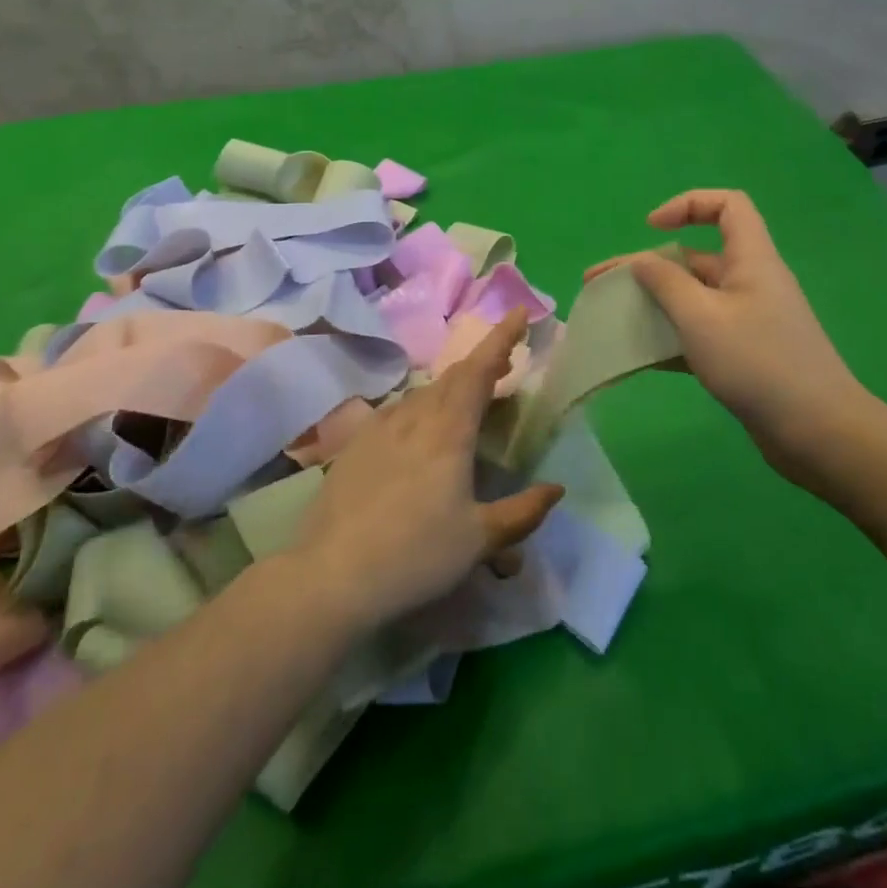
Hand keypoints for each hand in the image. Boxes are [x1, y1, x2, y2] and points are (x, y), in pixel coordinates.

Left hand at [294, 309, 563, 633]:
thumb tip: (556, 490)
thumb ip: (522, 513)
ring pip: (424, 395)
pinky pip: (398, 413)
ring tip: (468, 402)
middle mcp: (414, 417)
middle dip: (482, 364)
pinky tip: (419, 433)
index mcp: (449, 431)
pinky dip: (421, 410)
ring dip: (452, 389)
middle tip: (504, 365)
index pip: (479, 370)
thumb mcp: (479, 540)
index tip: (519, 311)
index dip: (501, 338)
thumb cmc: (415, 555)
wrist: (331, 576)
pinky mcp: (355, 446)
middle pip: (453, 377)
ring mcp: (380, 428)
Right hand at [590, 190, 874, 487]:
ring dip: (653, 304)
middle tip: (598, 283)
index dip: (688, 204)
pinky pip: (700, 333)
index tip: (651, 228)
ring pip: (694, 298)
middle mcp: (750, 282)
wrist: (817, 432)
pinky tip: (639, 356)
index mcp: (751, 259)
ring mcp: (748, 320)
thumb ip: (666, 284)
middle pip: (696, 257)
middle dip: (646, 266)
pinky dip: (670, 338)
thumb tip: (642, 261)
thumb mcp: (702, 318)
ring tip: (611, 319)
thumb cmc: (758, 363)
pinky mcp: (744, 354)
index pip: (728, 206)